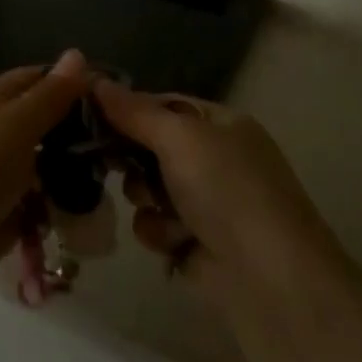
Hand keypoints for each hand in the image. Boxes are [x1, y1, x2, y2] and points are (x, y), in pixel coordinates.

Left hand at [0, 50, 91, 297]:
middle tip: (119, 142)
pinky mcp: (0, 215)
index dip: (69, 83)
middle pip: (41, 125)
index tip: (111, 94)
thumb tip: (77, 53)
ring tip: (111, 179)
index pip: (34, 80)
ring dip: (70, 173)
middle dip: (76, 134)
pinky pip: (37, 205)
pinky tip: (86, 212)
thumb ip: (50, 95)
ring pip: (42, 166)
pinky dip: (57, 209)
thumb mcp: (16, 123)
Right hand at [95, 82, 340, 306]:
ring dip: (146, 198)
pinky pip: (155, 224)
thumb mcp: (179, 138)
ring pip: (147, 187)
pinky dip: (159, 231)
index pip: (162, 104)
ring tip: (162, 211)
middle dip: (132, 158)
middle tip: (108, 161)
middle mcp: (215, 158)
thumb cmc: (228, 191)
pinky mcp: (196, 243)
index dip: (127, 108)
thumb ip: (134, 111)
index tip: (89, 114)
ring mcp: (207, 203)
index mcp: (220, 124)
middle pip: (150, 146)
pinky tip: (174, 241)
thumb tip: (94, 80)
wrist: (271, 282)